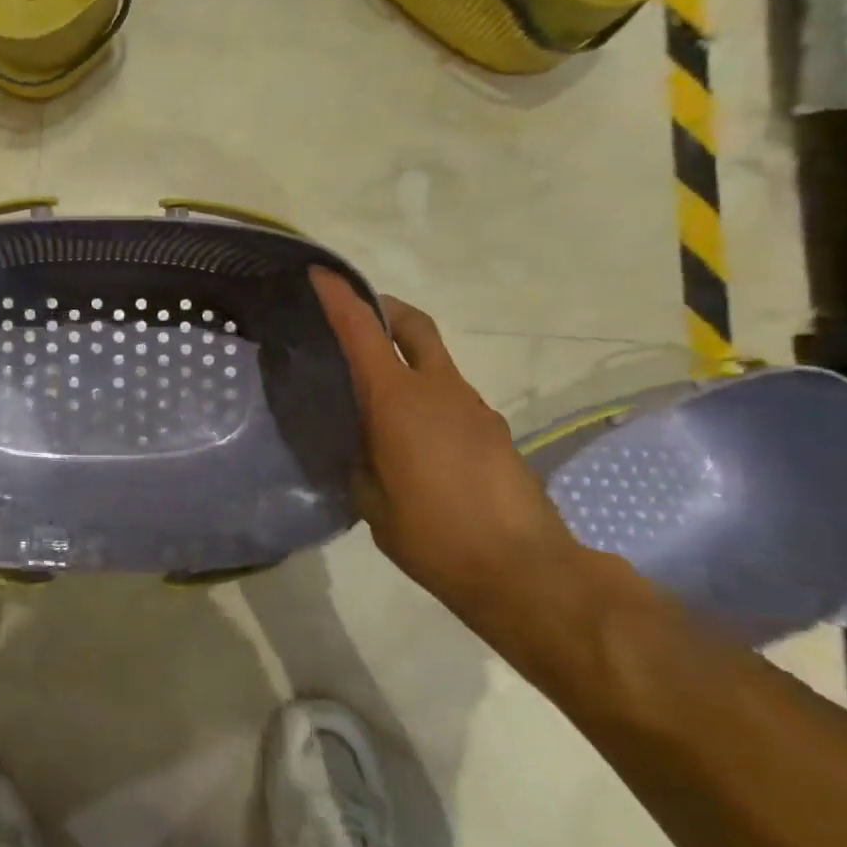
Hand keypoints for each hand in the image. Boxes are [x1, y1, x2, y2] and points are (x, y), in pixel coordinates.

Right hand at [310, 269, 580, 609]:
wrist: (527, 573)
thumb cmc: (435, 535)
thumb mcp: (371, 501)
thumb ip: (356, 459)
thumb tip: (355, 442)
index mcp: (398, 399)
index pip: (362, 330)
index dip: (339, 296)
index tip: (319, 273)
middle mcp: (438, 390)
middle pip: (413, 324)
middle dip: (384, 308)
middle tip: (356, 317)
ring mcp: (473, 407)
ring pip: (434, 362)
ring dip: (405, 360)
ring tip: (376, 399)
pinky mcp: (494, 431)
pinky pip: (450, 396)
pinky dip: (426, 397)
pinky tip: (413, 439)